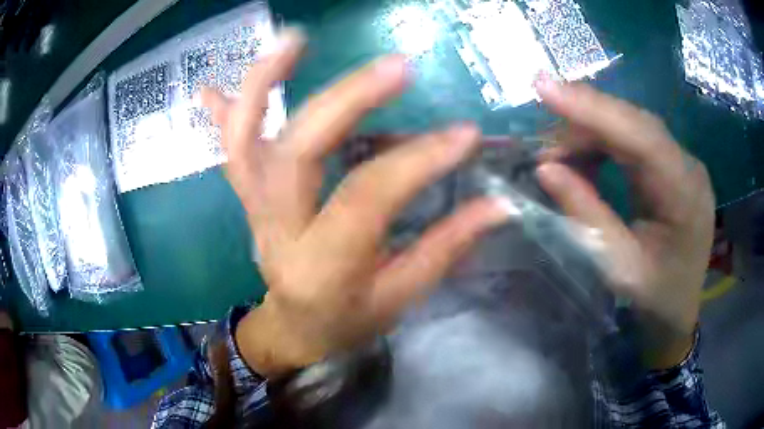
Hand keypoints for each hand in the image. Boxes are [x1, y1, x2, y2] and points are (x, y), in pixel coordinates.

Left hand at [202, 29, 507, 376]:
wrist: (292, 328)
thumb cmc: (347, 320)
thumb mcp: (400, 298)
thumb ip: (446, 247)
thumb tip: (500, 204)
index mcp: (321, 267)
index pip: (367, 198)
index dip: (418, 161)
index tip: (464, 134)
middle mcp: (277, 230)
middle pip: (296, 153)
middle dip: (345, 101)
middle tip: (395, 66)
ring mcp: (253, 207)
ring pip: (243, 139)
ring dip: (264, 83)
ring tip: (294, 39)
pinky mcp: (246, 196)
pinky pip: (230, 147)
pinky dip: (225, 111)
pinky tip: (214, 84)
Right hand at [533, 76, 714, 367]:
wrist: (679, 312)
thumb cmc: (655, 300)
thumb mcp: (618, 267)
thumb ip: (586, 215)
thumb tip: (546, 169)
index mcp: (685, 195)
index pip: (641, 135)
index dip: (593, 108)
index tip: (544, 88)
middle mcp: (688, 167)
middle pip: (635, 123)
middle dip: (585, 120)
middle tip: (541, 141)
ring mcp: (682, 163)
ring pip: (632, 127)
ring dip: (590, 134)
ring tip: (556, 156)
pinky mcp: (672, 167)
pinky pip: (634, 141)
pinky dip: (603, 145)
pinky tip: (582, 160)